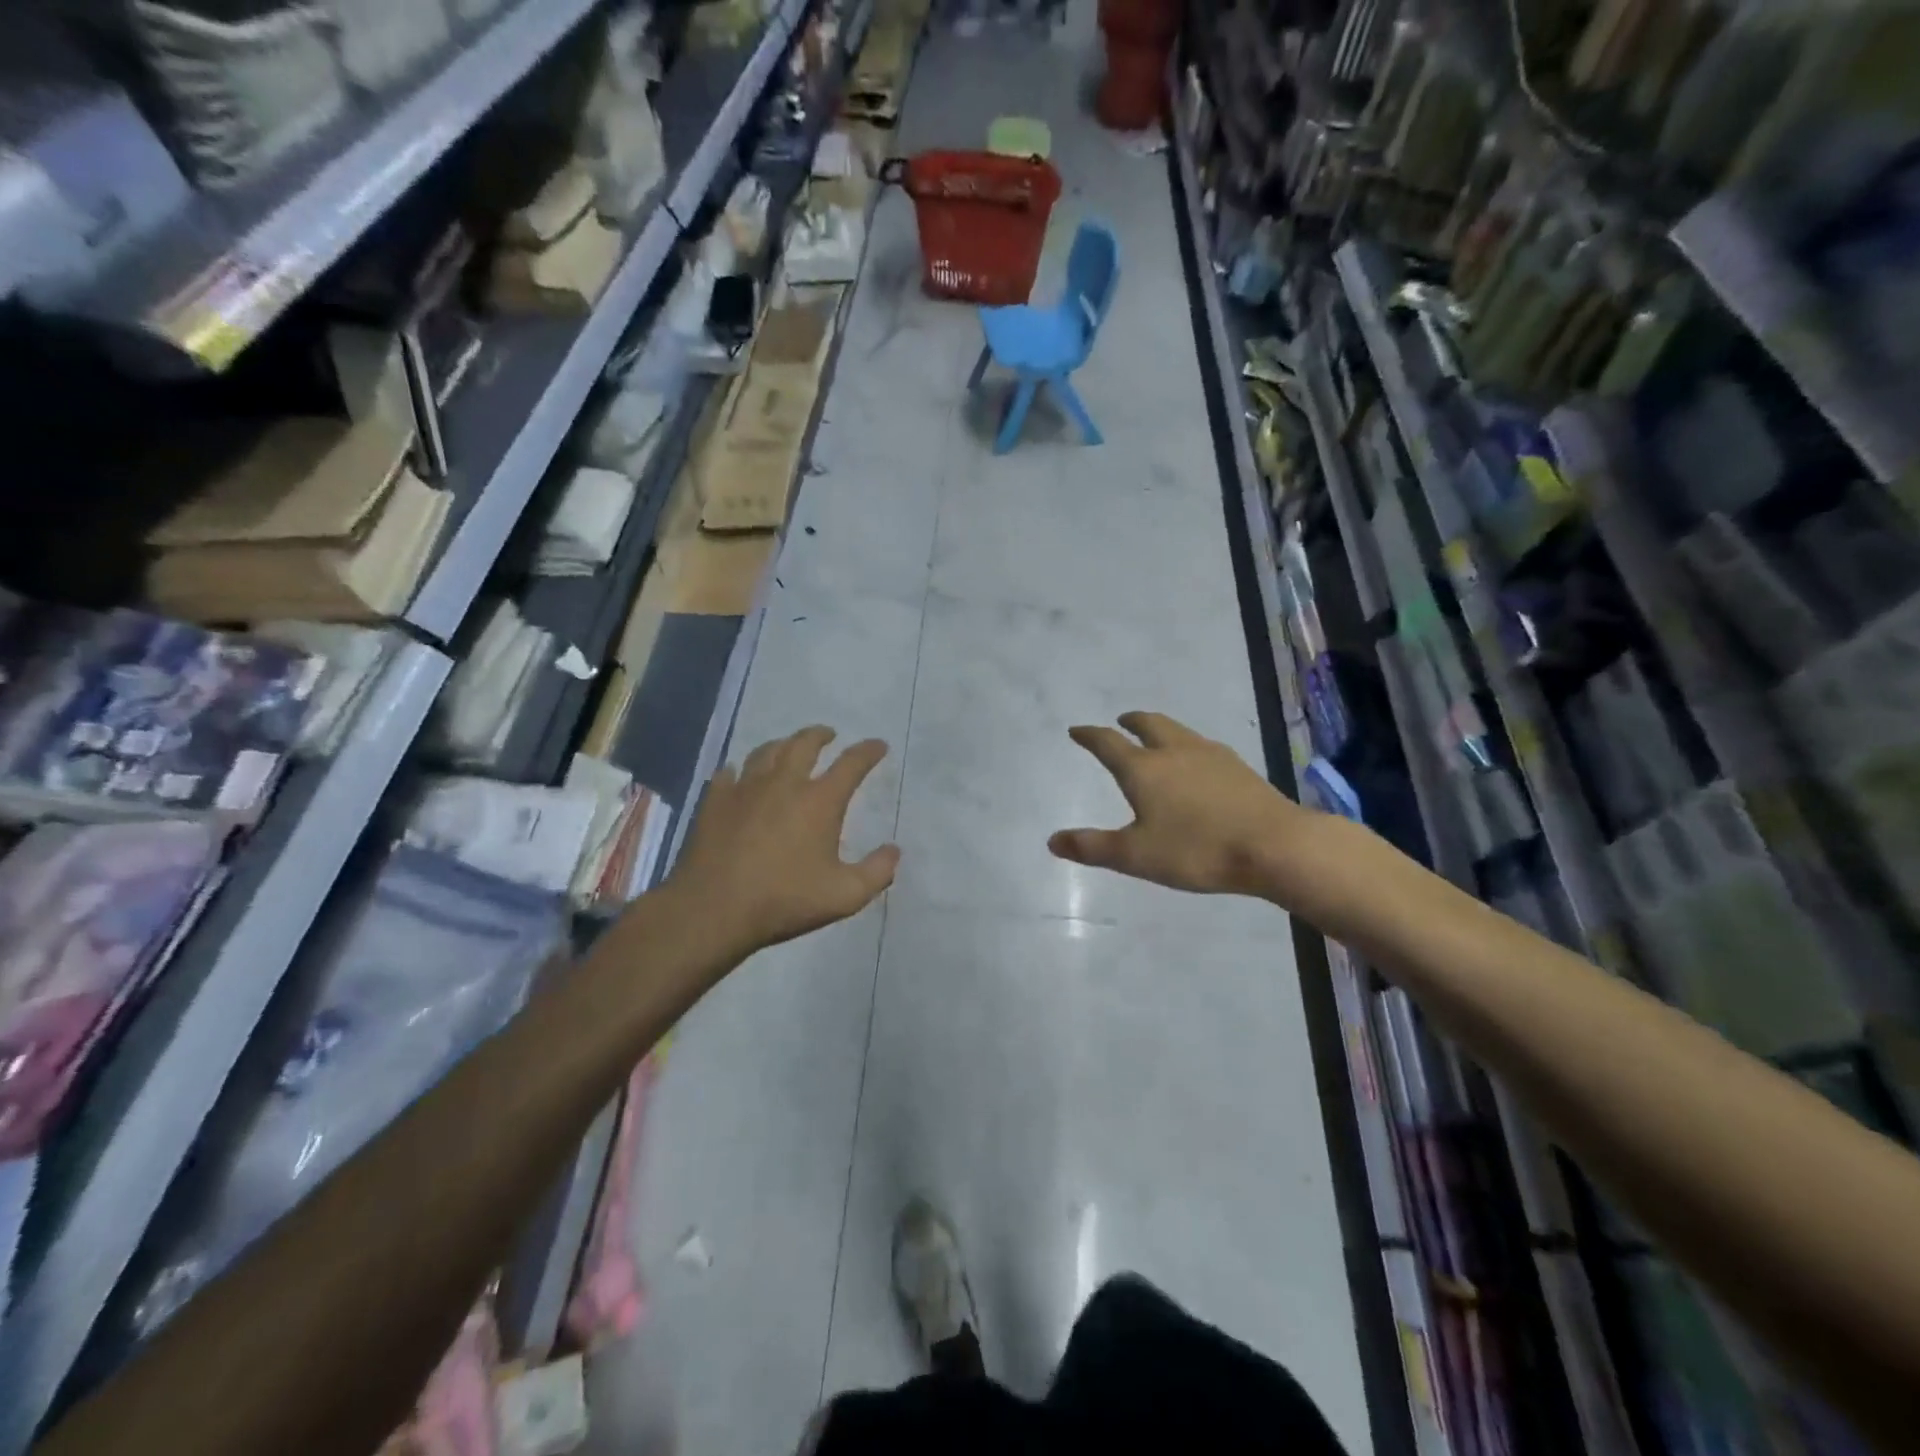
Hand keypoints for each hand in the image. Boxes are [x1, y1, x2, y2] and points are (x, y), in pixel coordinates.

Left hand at [671, 726, 899, 954]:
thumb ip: (877, 872)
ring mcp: (745, 789)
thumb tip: (894, 850)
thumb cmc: (784, 901)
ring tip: (788, 747)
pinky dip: (740, 770)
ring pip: (766, 751)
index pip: (851, 763)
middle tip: (829, 735)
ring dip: (783, 744)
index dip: (868, 751)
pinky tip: (739, 775)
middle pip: (804, 744)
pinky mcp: (715, 801)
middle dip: (821, 735)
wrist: (713, 910)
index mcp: (819, 801)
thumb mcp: (844, 896)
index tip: (878, 745)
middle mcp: (783, 784)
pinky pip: (729, 773)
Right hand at [1049, 711, 1318, 898]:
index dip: (1089, 736)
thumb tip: (1053, 840)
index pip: (1108, 744)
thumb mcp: (1136, 856)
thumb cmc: (1197, 850)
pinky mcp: (1238, 767)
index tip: (1077, 730)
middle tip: (1121, 721)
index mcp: (1144, 769)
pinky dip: (1188, 745)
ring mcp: (1211, 756)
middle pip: (1149, 724)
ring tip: (1157, 737)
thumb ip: (1093, 847)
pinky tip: (1198, 763)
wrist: (1274, 846)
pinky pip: (1203, 746)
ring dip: (1161, 729)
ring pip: (1179, 731)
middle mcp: (1175, 752)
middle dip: (1131, 721)